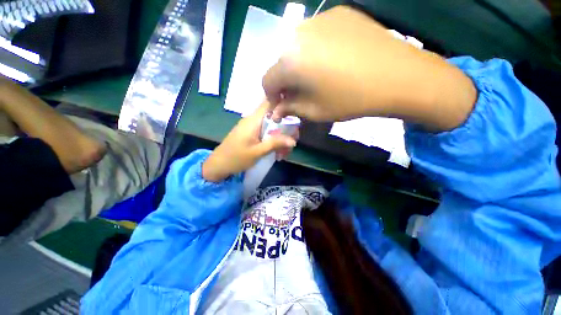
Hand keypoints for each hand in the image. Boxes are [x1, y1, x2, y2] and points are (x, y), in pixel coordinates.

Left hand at [202, 102, 296, 181]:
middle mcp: (253, 119)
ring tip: (284, 153)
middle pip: (274, 116)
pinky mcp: (250, 133)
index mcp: (254, 120)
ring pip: (271, 126)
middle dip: (285, 128)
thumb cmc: (237, 158)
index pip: (269, 102)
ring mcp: (251, 126)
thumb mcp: (258, 152)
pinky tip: (276, 152)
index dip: (283, 104)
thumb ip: (275, 144)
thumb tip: (293, 140)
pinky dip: (273, 140)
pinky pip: (265, 132)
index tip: (295, 115)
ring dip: (280, 137)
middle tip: (292, 142)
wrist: (219, 165)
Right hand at [263, 6, 475, 130]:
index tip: (282, 105)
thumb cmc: (350, 100)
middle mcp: (297, 35)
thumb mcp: (315, 111)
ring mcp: (318, 19)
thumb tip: (276, 110)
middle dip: (285, 82)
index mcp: (290, 63)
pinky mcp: (337, 13)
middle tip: (298, 94)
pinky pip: (315, 35)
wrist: (397, 75)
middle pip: (280, 64)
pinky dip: (315, 51)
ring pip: (296, 48)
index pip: (267, 81)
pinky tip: (331, 61)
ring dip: (298, 66)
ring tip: (315, 78)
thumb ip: (291, 109)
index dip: (272, 96)